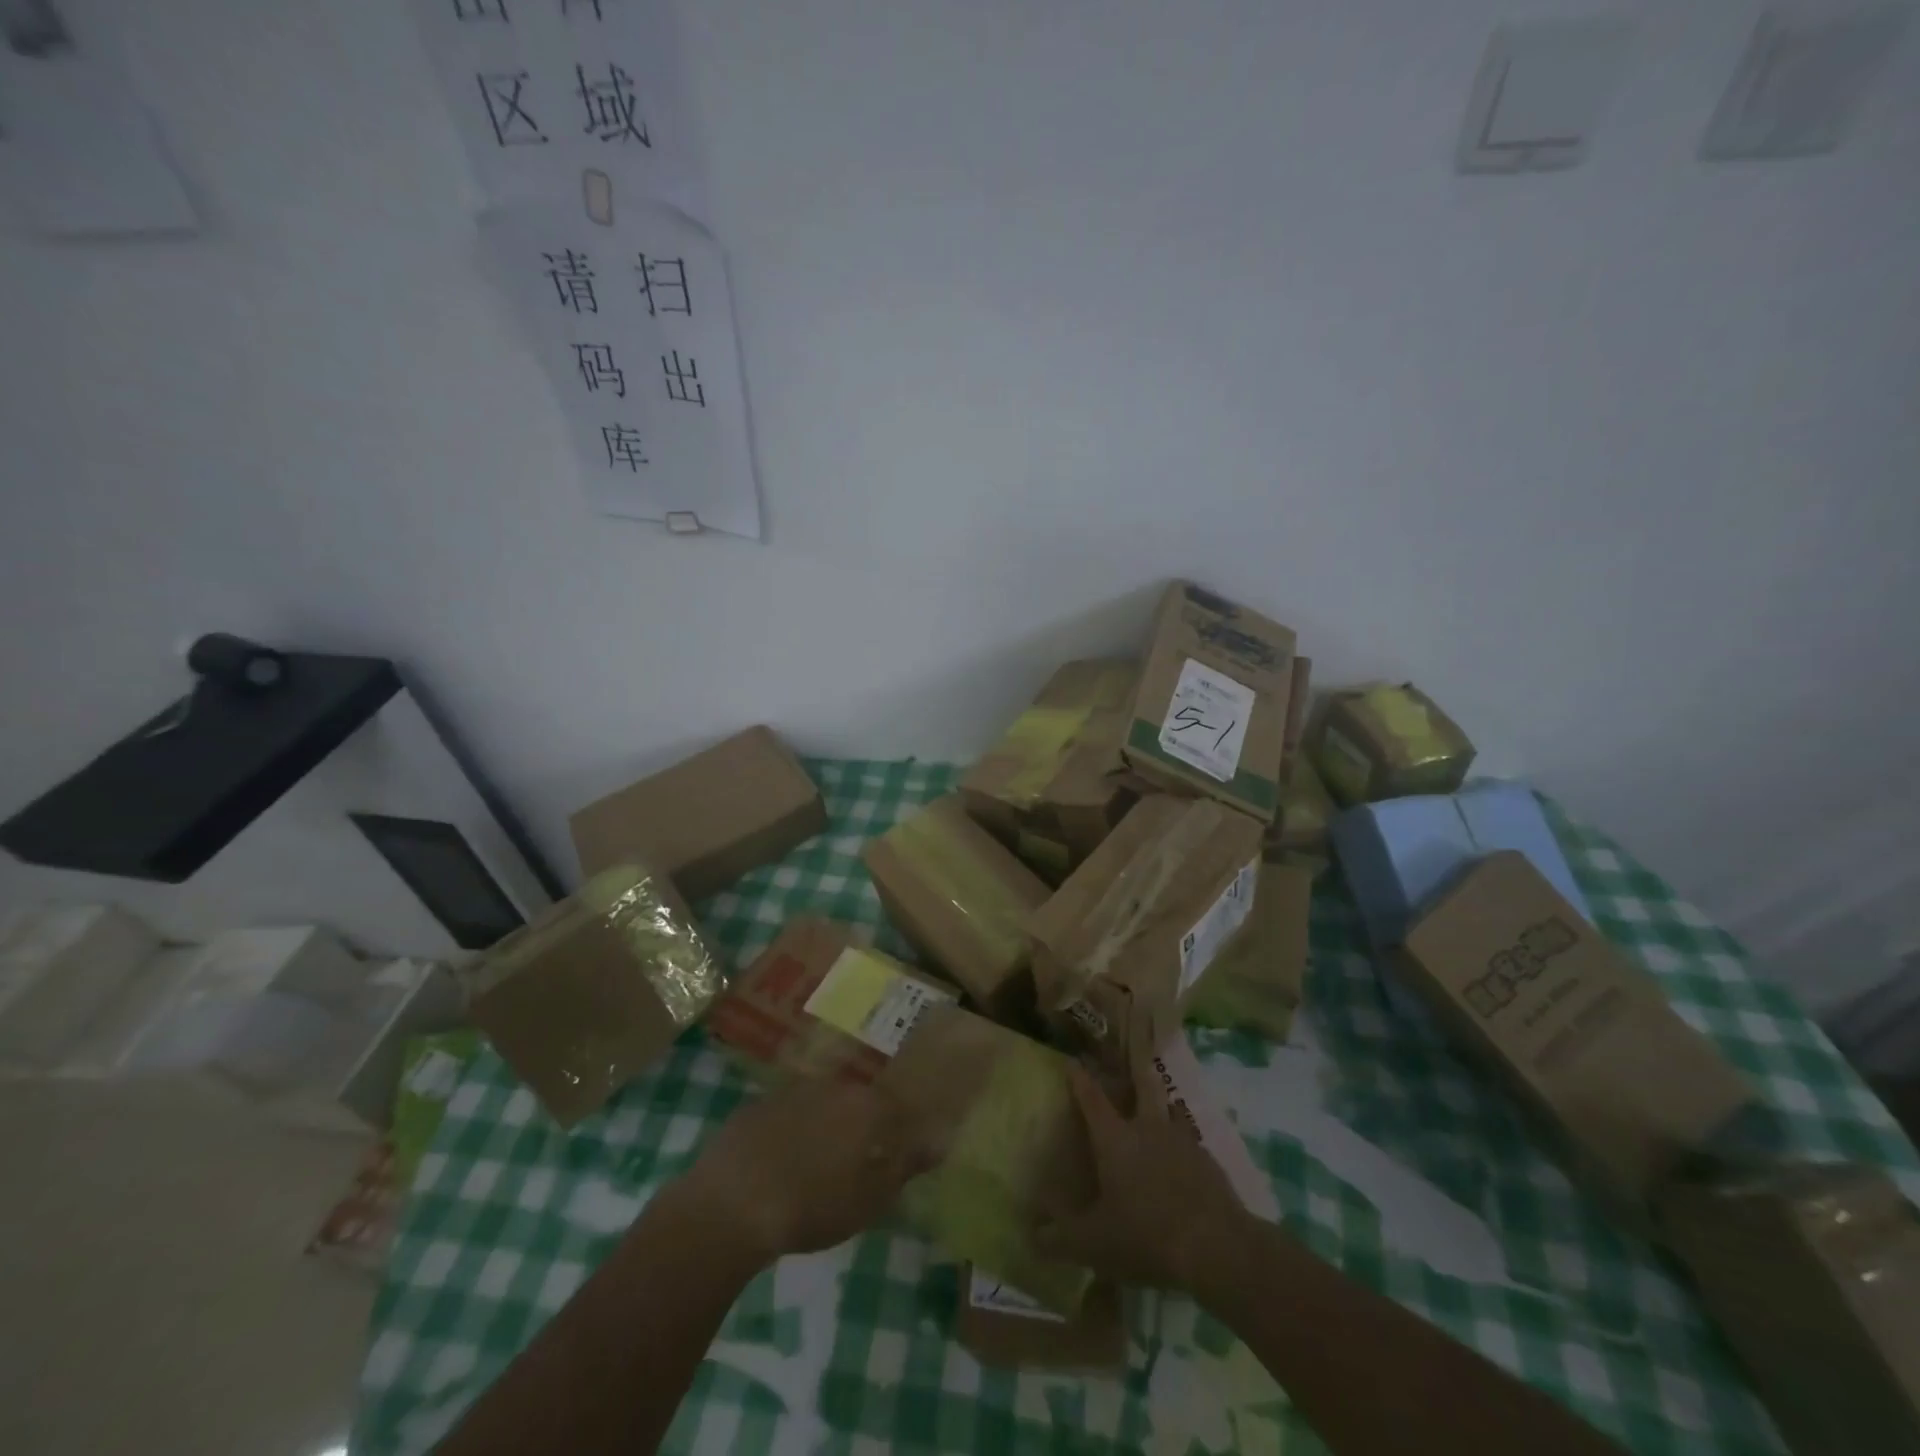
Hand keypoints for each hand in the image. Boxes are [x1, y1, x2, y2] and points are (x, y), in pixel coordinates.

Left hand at [668, 1079, 933, 1266]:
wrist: (731, 1204)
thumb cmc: (812, 1207)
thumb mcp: (869, 1200)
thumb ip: (905, 1166)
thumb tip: (938, 1141)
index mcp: (868, 1106)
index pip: (898, 1105)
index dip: (900, 1126)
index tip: (898, 1148)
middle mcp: (836, 1085)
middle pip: (859, 1100)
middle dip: (861, 1125)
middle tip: (855, 1161)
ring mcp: (795, 1089)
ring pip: (823, 1103)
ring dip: (825, 1126)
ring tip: (815, 1165)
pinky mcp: (760, 1102)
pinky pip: (788, 1112)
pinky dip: (792, 1130)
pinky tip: (780, 1162)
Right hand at [1033, 1058, 1250, 1291]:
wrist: (1215, 1245)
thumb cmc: (1145, 1234)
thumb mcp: (1094, 1243)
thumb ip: (1060, 1238)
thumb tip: (1031, 1235)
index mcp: (1114, 1139)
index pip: (1091, 1099)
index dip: (1079, 1079)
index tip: (1072, 1061)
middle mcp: (1147, 1128)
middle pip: (1142, 1086)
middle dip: (1133, 1074)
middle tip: (1129, 1065)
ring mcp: (1182, 1140)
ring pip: (1170, 1108)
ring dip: (1163, 1104)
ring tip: (1160, 1105)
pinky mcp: (1208, 1161)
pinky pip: (1191, 1140)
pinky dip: (1183, 1142)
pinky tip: (1184, 1158)